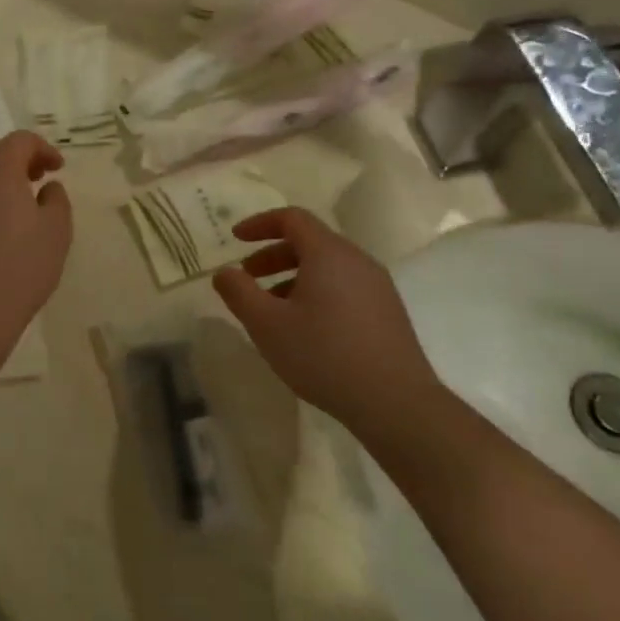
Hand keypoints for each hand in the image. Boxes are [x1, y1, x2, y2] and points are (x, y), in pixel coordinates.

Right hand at [212, 208, 446, 441]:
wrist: (395, 402)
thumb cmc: (323, 355)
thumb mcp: (267, 325)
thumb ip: (239, 293)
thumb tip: (224, 272)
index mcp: (328, 254)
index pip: (292, 218)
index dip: (260, 224)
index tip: (235, 239)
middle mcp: (357, 260)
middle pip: (310, 242)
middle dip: (273, 255)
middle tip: (247, 278)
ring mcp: (377, 286)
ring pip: (327, 267)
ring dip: (293, 277)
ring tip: (272, 309)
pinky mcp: (387, 311)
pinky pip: (344, 287)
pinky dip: (316, 292)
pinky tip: (305, 328)